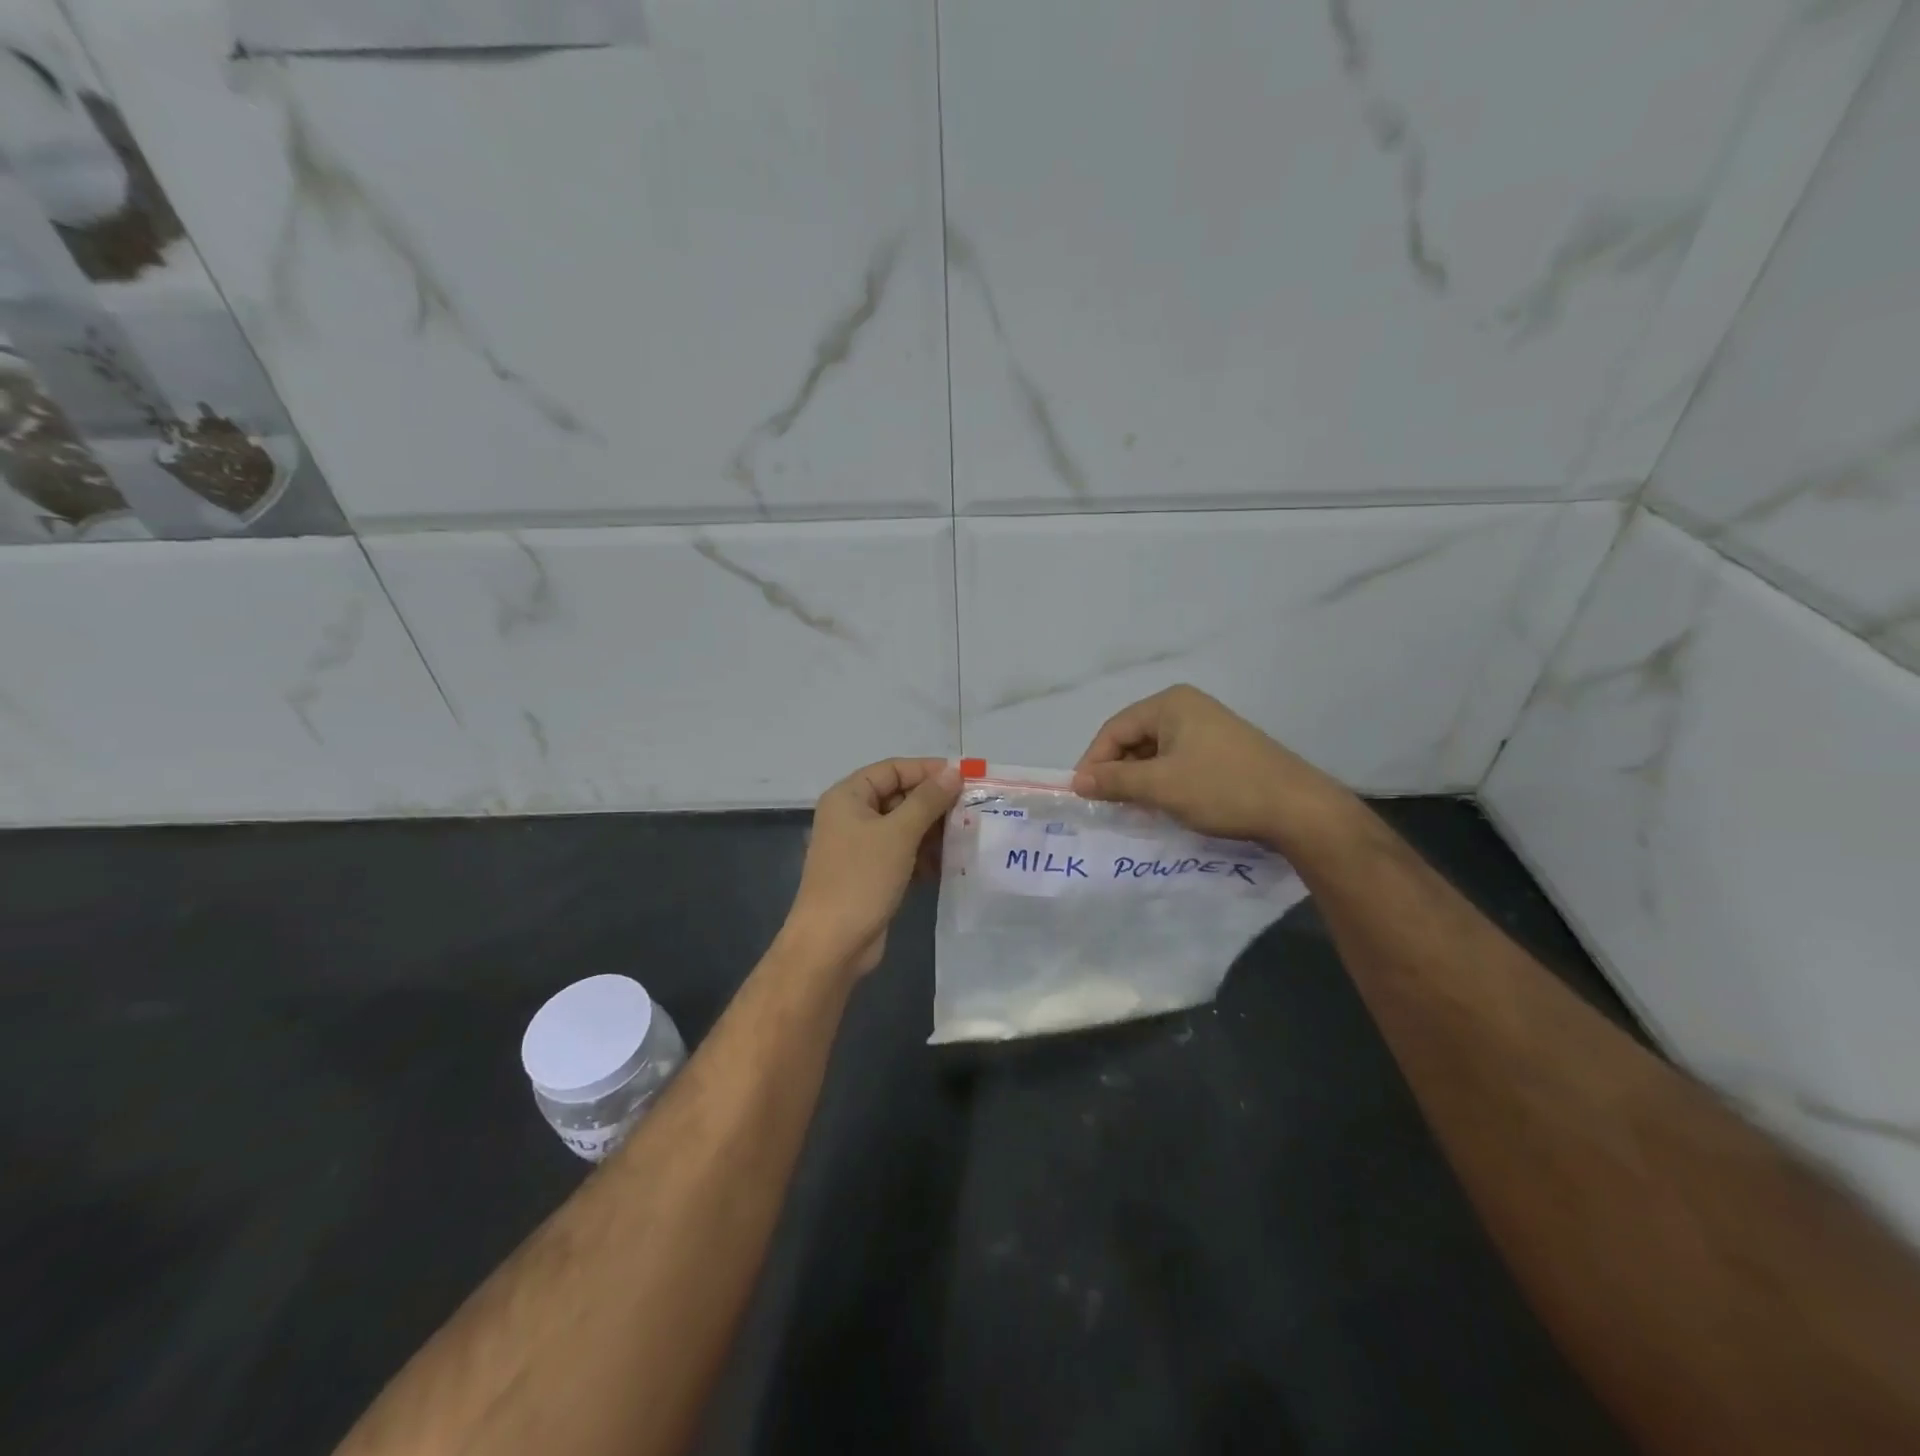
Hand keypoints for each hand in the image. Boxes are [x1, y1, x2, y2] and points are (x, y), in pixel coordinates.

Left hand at [781, 757, 961, 977]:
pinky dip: (923, 855)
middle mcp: (851, 815)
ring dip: (933, 831)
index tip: (965, 778)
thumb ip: (928, 800)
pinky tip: (949, 864)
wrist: (832, 944)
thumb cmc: (862, 878)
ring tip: (966, 837)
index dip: (928, 770)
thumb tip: (954, 772)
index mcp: (848, 796)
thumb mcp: (899, 834)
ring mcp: (860, 846)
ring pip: (903, 826)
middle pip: (899, 796)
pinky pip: (902, 852)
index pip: (893, 769)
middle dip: (934, 804)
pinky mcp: (871, 873)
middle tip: (972, 810)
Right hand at [1071, 685, 1353, 848]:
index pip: (1114, 729)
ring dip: (1139, 779)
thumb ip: (1115, 781)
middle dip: (1117, 771)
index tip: (1083, 795)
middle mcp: (1187, 707)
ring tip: (1132, 808)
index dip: (1094, 762)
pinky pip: (1177, 761)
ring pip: (1156, 752)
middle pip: (1134, 738)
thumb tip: (1077, 782)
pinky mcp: (1222, 749)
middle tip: (1106, 804)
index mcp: (1170, 704)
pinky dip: (1163, 781)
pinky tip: (1162, 805)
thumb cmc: (1222, 788)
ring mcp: (1208, 727)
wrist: (1297, 808)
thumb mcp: (1160, 786)